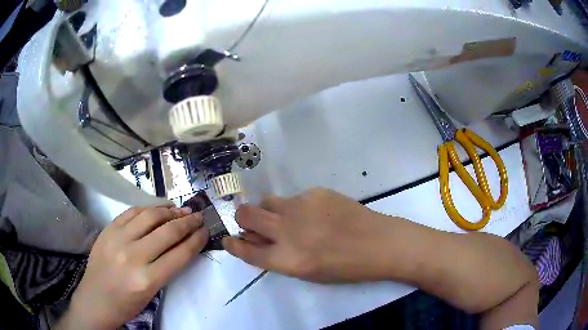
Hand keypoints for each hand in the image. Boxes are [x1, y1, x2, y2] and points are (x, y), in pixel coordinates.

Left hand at [58, 205, 208, 329]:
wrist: (95, 300)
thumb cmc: (126, 304)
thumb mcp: (151, 293)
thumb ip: (166, 268)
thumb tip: (182, 245)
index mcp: (147, 279)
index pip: (180, 254)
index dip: (196, 240)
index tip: (205, 231)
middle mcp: (133, 256)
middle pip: (167, 232)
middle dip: (187, 222)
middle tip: (199, 216)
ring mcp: (117, 239)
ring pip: (149, 216)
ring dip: (169, 210)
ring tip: (181, 209)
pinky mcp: (107, 230)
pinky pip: (131, 212)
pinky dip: (147, 207)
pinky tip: (158, 207)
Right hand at [222, 188, 404, 281]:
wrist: (378, 243)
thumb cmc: (345, 267)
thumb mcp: (307, 272)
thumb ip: (278, 256)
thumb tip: (258, 241)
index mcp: (286, 259)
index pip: (246, 250)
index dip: (233, 244)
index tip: (228, 239)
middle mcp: (287, 231)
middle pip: (245, 215)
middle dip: (243, 219)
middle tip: (253, 223)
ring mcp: (301, 207)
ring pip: (268, 201)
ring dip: (270, 211)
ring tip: (289, 218)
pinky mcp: (315, 192)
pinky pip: (294, 198)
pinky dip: (297, 207)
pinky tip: (318, 214)